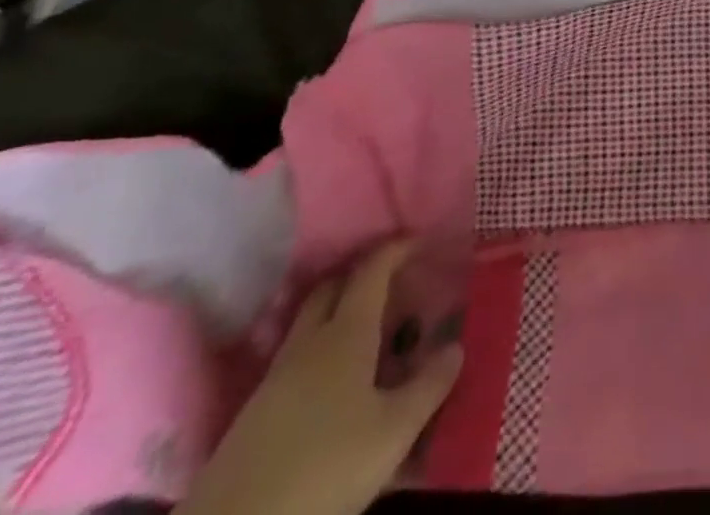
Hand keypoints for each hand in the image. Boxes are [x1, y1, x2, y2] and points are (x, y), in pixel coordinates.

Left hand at [179, 243, 462, 514]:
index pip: (372, 271)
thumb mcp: (393, 431)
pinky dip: (321, 352)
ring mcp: (275, 377)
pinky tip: (335, 385)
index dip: (396, 249)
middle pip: (332, 288)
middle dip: (362, 277)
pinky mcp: (254, 413)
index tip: (420, 240)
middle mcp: (308, 343)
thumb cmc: (326, 468)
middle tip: (393, 286)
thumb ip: (428, 386)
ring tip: (370, 336)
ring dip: (339, 316)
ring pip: (310, 325)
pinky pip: (295, 360)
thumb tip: (455, 347)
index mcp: (345, 334)